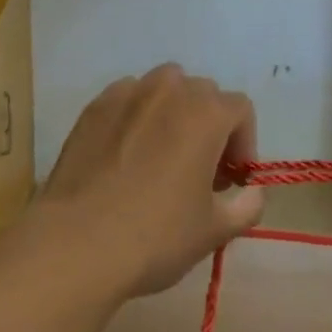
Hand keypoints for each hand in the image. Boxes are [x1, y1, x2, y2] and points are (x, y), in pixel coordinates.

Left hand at [31, 65, 264, 301]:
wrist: (77, 242)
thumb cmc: (155, 236)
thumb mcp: (213, 232)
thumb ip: (246, 207)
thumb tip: (254, 193)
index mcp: (206, 113)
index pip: (240, 110)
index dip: (243, 144)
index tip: (230, 181)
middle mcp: (171, 89)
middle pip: (203, 95)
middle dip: (209, 127)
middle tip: (198, 171)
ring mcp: (130, 92)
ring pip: (164, 88)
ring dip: (172, 113)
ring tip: (160, 155)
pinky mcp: (96, 105)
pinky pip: (128, 99)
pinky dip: (135, 116)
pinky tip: (124, 156)